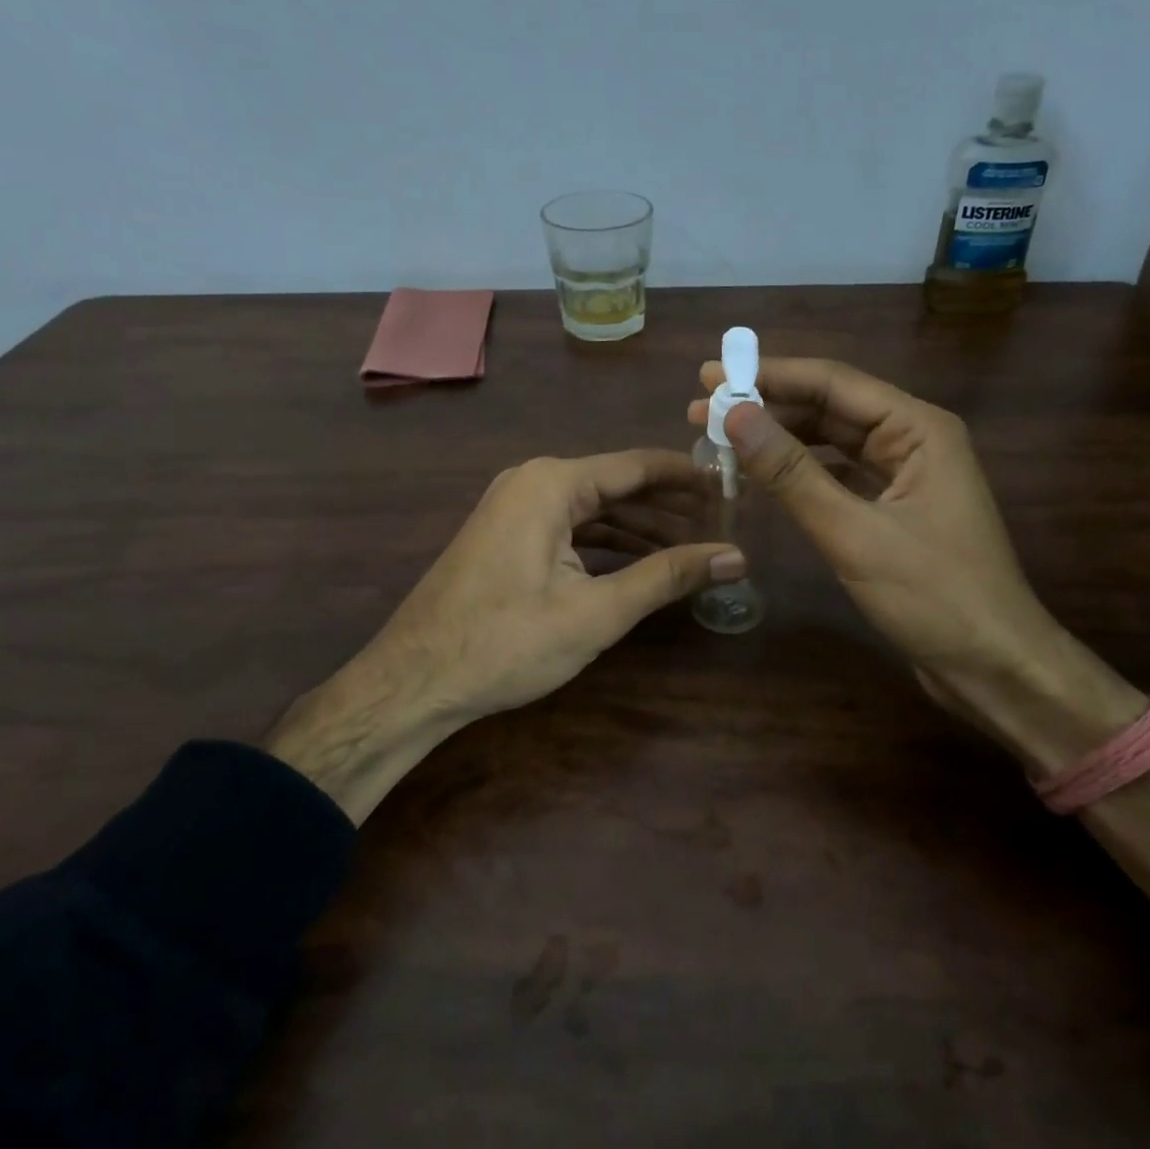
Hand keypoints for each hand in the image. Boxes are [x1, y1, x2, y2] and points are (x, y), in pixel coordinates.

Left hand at [266, 451, 741, 820]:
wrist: (412, 682)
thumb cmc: (506, 642)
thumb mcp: (597, 611)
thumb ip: (668, 576)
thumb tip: (737, 556)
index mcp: (552, 483)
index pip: (637, 465)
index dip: (688, 477)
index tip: (733, 488)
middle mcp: (532, 482)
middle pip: (617, 485)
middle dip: (668, 507)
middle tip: (722, 525)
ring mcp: (515, 509)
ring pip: (594, 509)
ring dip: (641, 528)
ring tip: (693, 547)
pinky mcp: (508, 537)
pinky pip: (570, 528)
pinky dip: (607, 544)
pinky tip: (640, 565)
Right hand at [688, 357, 1144, 770]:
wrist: (994, 667)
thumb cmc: (935, 597)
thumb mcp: (854, 533)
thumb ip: (792, 473)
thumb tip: (735, 415)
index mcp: (918, 428)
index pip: (833, 382)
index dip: (769, 375)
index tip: (709, 375)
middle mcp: (913, 439)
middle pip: (830, 407)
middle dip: (767, 406)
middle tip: (703, 410)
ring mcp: (905, 475)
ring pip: (831, 441)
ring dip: (779, 438)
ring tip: (722, 437)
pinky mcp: (894, 508)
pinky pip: (838, 474)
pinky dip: (799, 472)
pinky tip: (762, 474)